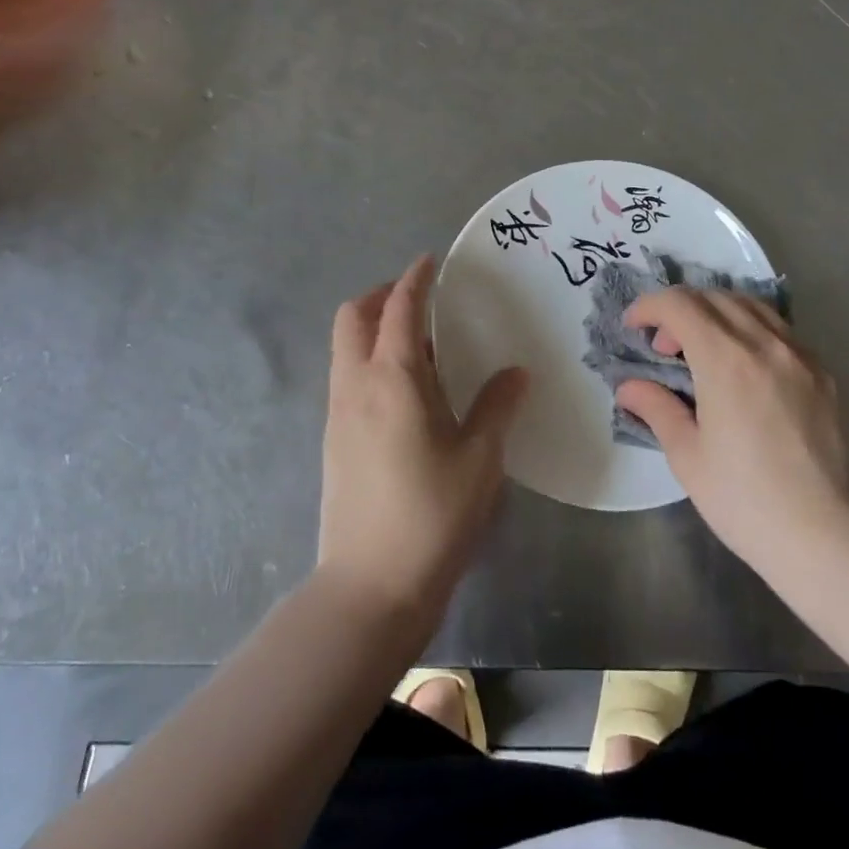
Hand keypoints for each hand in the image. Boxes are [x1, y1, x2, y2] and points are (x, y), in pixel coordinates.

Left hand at [317, 255, 528, 623]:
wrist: (370, 587)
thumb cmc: (433, 514)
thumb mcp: (480, 457)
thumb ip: (497, 405)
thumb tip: (515, 373)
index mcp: (393, 378)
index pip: (398, 308)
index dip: (413, 280)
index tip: (430, 261)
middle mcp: (356, 385)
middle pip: (352, 317)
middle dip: (380, 296)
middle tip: (418, 299)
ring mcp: (338, 414)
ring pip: (344, 348)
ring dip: (371, 328)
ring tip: (416, 343)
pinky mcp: (333, 441)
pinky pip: (346, 377)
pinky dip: (368, 360)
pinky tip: (404, 390)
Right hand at [617, 289, 848, 573]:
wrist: (826, 535)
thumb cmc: (745, 499)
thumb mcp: (687, 456)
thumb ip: (657, 408)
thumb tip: (629, 387)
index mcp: (725, 358)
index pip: (680, 304)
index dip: (649, 307)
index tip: (633, 327)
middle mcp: (765, 343)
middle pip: (714, 297)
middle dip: (680, 310)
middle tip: (664, 348)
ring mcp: (800, 354)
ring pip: (751, 306)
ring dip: (717, 313)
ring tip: (703, 349)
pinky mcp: (824, 373)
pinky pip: (780, 330)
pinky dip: (751, 330)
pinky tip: (745, 367)